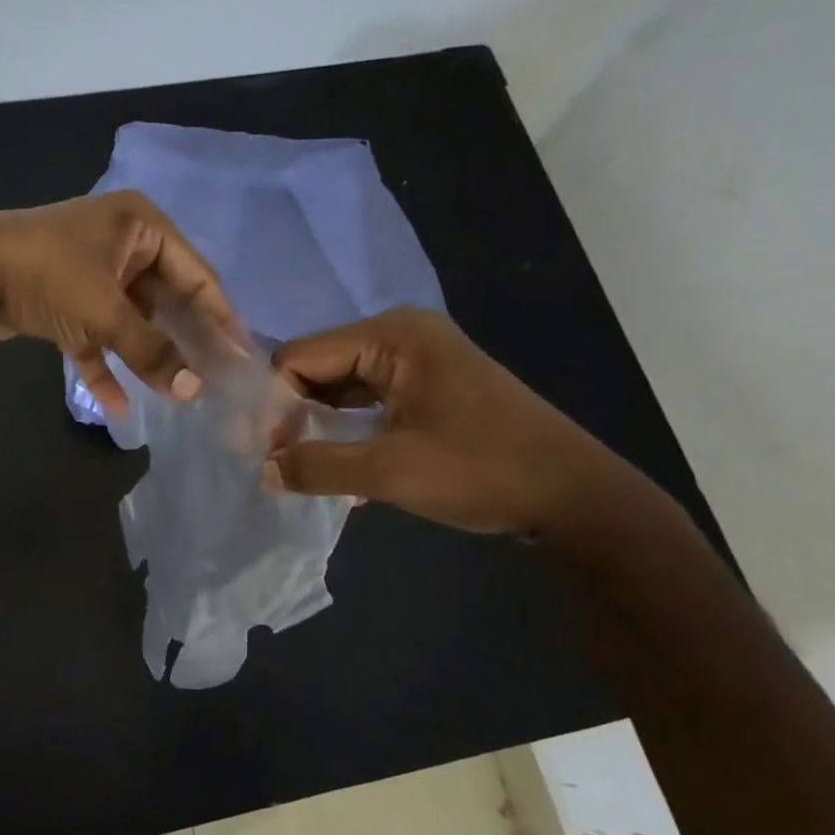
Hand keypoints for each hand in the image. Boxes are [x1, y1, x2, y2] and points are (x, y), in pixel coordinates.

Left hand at [0, 191, 241, 418]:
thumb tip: (194, 391)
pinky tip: (117, 406)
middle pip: (165, 300)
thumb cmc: (45, 275)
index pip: (197, 275)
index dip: (222, 318)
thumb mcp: (105, 312)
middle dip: (185, 342)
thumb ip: (151, 350)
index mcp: (140, 227)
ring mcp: (90, 274)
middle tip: (214, 381)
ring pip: (130, 321)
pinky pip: (94, 337)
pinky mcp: (63, 303)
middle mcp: (120, 244)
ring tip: (178, 395)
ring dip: (146, 357)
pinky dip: (103, 366)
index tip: (244, 357)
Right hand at [265, 308, 628, 534]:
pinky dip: (346, 431)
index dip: (272, 402)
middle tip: (271, 462)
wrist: (576, 498)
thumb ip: (316, 467)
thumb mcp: (390, 472)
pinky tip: (337, 467)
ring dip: (316, 426)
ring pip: (340, 388)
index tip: (258, 450)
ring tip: (295, 467)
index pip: (301, 356)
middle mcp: (401, 337)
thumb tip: (263, 470)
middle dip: (291, 414)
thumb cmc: (483, 471)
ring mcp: (418, 361)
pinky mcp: (428, 388)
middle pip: (318, 368)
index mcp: (393, 336)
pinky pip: (367, 401)